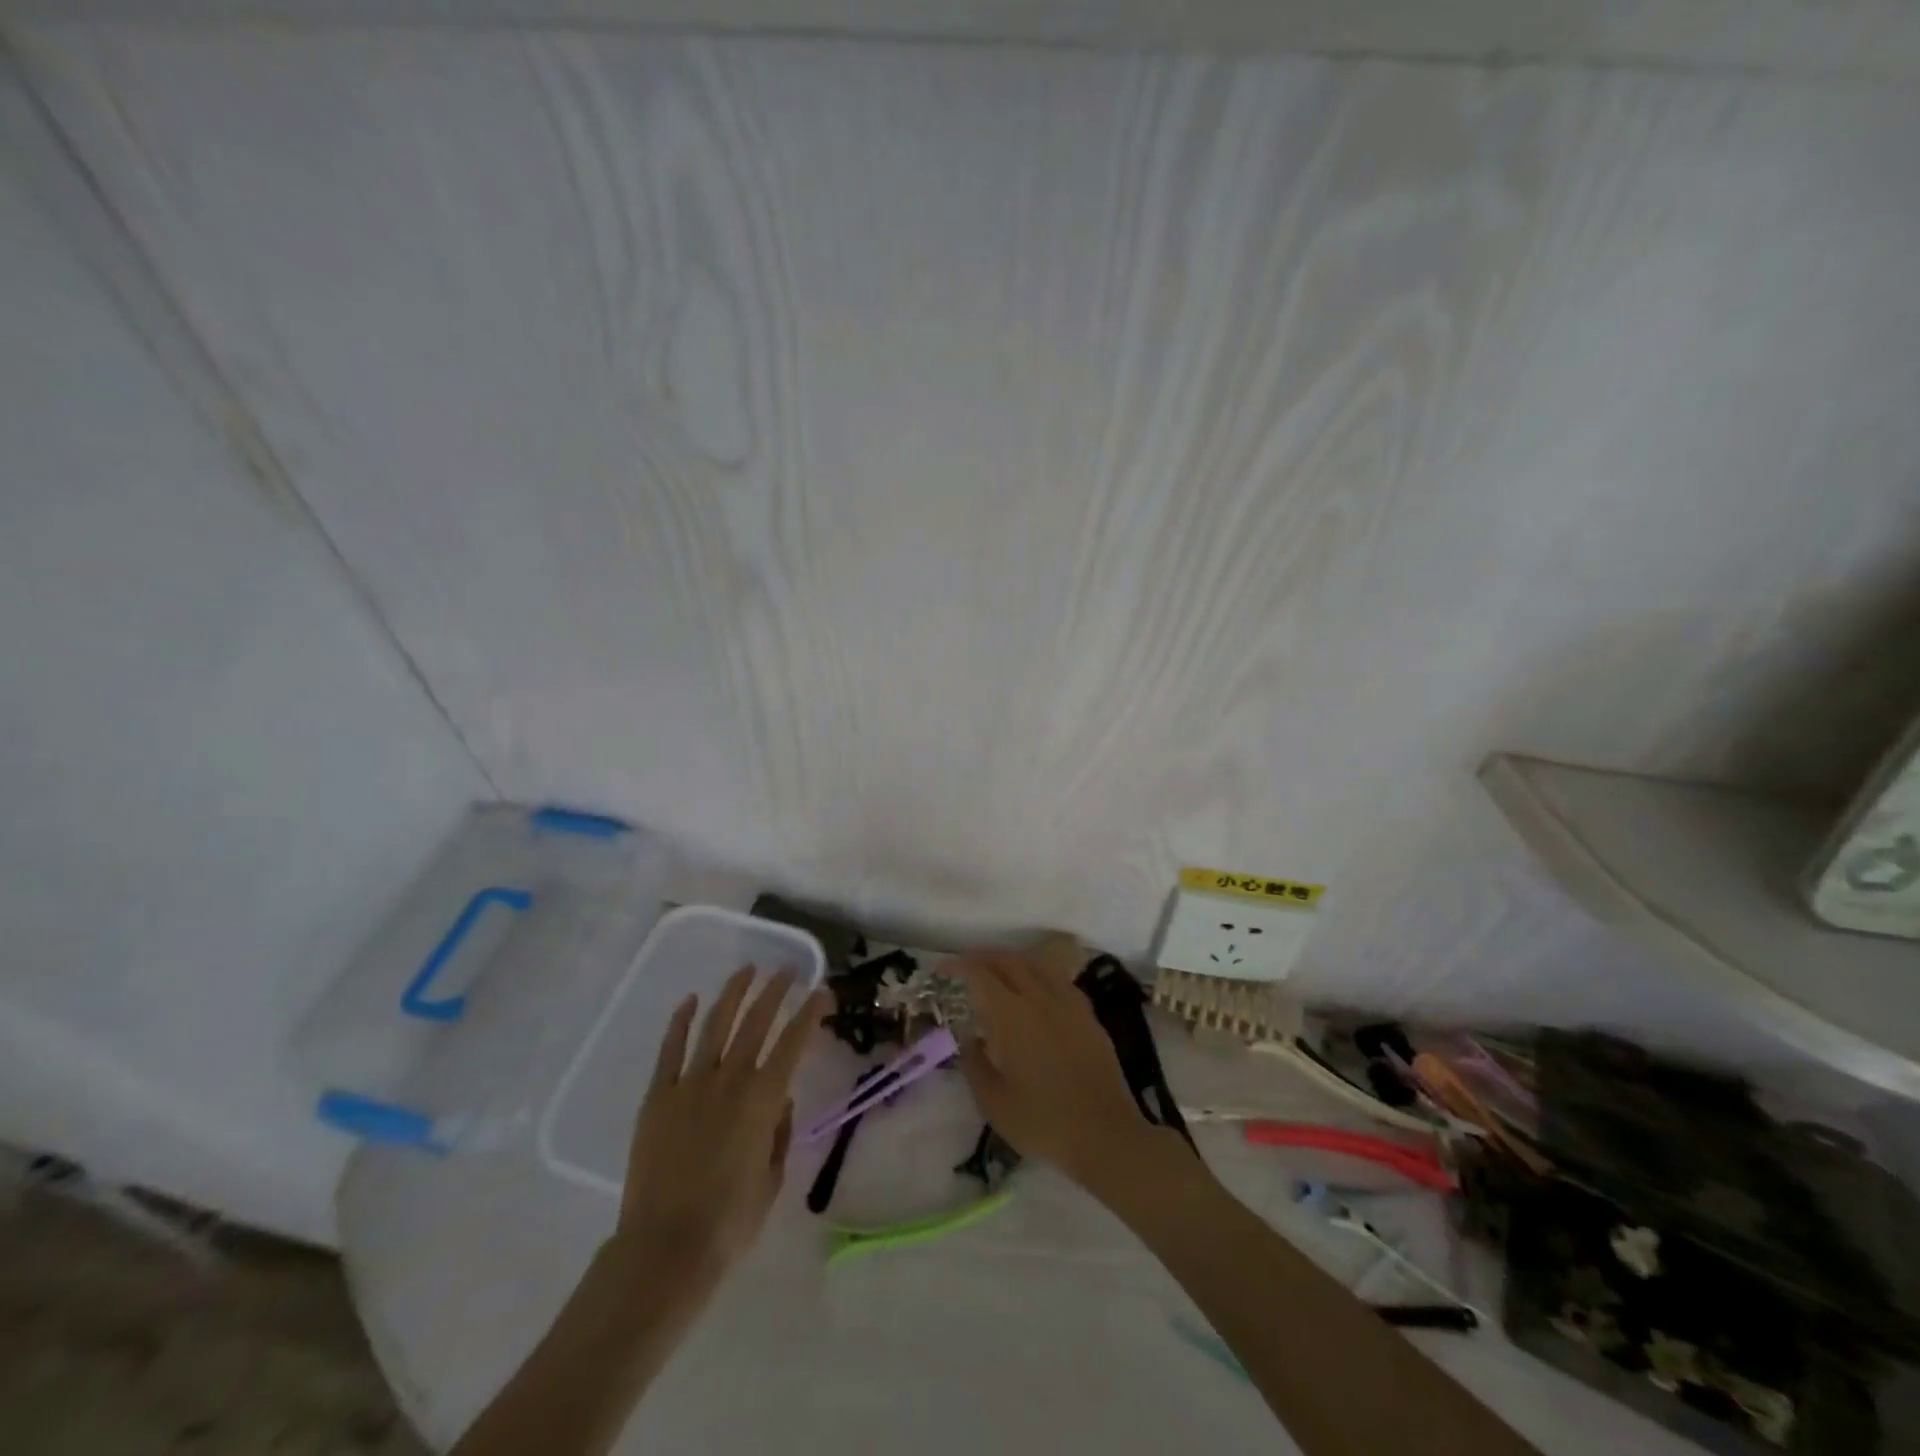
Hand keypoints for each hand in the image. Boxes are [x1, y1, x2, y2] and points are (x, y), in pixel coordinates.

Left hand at [614, 967, 829, 1284]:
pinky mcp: (658, 1096)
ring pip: (715, 1023)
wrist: (664, 1250)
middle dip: (775, 990)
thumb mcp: (772, 1180)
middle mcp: (730, 1079)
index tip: (822, 992)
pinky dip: (681, 1020)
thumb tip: (780, 1101)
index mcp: (763, 1099)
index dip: (811, 1012)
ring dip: (733, 993)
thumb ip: (779, 1133)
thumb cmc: (728, 1223)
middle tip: (787, 970)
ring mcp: (690, 1083)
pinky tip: (690, 1001)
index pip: (794, 1041)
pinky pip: (671, 1048)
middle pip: (756, 1021)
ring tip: (747, 970)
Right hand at [950, 939, 1169, 1190]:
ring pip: (1036, 963)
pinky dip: (1038, 971)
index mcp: (1012, 1016)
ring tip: (996, 969)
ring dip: (1012, 959)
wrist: (1106, 1135)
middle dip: (983, 956)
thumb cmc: (1043, 1122)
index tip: (942, 969)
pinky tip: (1035, 987)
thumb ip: (974, 1064)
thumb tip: (968, 1037)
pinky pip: (1058, 978)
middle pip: (1009, 960)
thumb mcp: (994, 1103)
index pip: (980, 975)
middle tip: (965, 964)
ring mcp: (1068, 1003)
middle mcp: (1040, 998)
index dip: (959, 965)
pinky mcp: (1088, 1014)